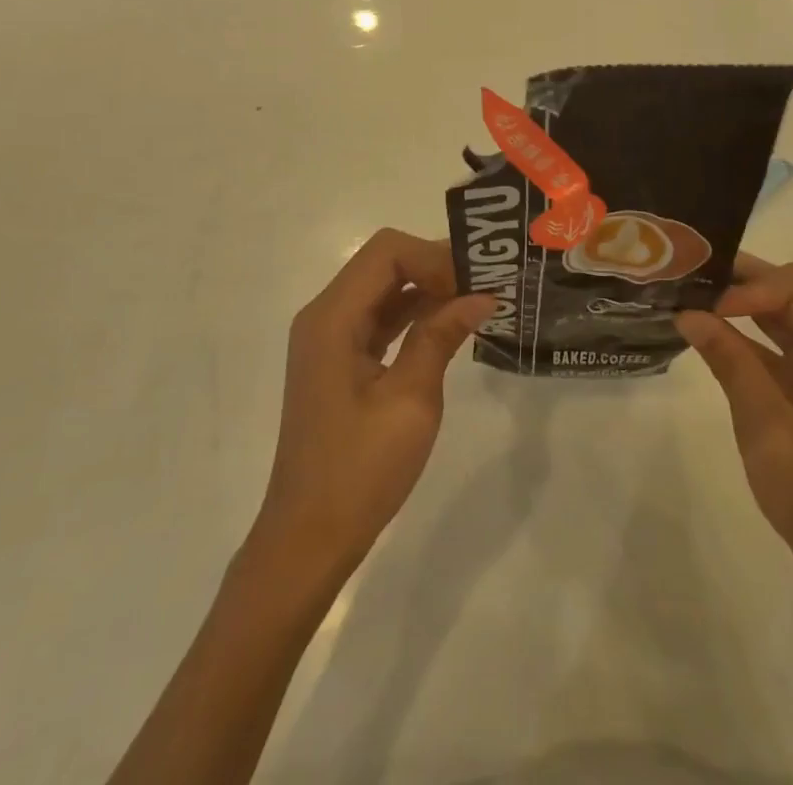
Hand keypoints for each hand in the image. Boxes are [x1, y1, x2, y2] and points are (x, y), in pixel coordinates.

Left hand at [250, 229, 493, 584]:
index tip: (475, 283)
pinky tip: (449, 324)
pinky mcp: (338, 359)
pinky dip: (413, 313)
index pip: (386, 252)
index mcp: (332, 318)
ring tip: (477, 299)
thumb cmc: (359, 472)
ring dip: (427, 288)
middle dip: (434, 266)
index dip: (434, 256)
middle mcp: (324, 316)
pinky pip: (378, 317)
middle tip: (484, 285)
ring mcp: (328, 337)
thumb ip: (441, 337)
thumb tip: (482, 295)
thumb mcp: (410, 401)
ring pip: (383, 288)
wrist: (308, 539)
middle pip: (383, 263)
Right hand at [674, 256, 792, 588]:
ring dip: (739, 304)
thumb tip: (688, 312)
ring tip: (690, 299)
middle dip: (740, 281)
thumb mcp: (766, 428)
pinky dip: (743, 334)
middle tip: (689, 283)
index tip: (705, 307)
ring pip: (781, 313)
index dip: (748, 286)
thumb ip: (730, 363)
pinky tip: (708, 336)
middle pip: (790, 291)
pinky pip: (776, 344)